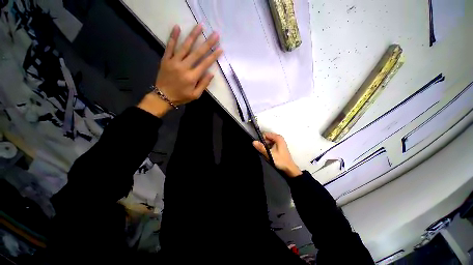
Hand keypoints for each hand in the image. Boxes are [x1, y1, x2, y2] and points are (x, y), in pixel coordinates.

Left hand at [138, 24, 222, 116]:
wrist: (163, 96)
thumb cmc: (181, 96)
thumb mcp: (195, 95)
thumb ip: (203, 84)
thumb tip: (211, 73)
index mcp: (192, 77)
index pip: (205, 64)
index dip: (213, 56)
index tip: (220, 49)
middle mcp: (184, 67)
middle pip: (197, 53)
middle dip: (207, 43)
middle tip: (215, 34)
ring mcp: (173, 62)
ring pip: (185, 46)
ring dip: (193, 35)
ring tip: (200, 26)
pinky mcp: (165, 59)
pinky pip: (169, 46)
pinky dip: (173, 36)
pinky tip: (177, 27)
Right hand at [253, 132, 301, 177]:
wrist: (289, 168)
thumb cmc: (281, 160)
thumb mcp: (269, 154)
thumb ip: (261, 147)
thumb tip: (253, 142)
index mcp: (278, 138)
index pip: (265, 134)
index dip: (261, 139)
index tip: (260, 146)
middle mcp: (279, 138)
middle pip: (267, 138)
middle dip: (263, 143)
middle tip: (263, 150)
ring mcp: (279, 142)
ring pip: (268, 141)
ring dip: (266, 146)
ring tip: (266, 153)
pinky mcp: (279, 146)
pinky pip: (271, 144)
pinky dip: (268, 148)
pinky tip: (269, 153)